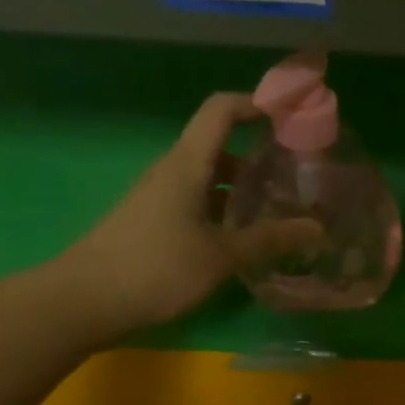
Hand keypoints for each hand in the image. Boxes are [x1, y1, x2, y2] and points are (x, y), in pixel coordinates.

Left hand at [45, 93, 316, 340]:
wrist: (85, 301)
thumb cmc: (156, 268)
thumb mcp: (221, 256)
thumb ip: (270, 240)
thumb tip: (319, 228)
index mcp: (187, 165)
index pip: (221, 111)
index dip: (255, 103)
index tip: (290, 114)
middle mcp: (172, 172)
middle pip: (218, 147)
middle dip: (258, 157)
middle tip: (296, 178)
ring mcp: (159, 198)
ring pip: (208, 180)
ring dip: (242, 190)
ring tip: (277, 212)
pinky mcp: (153, 223)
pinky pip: (196, 204)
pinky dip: (223, 212)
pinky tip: (242, 240)